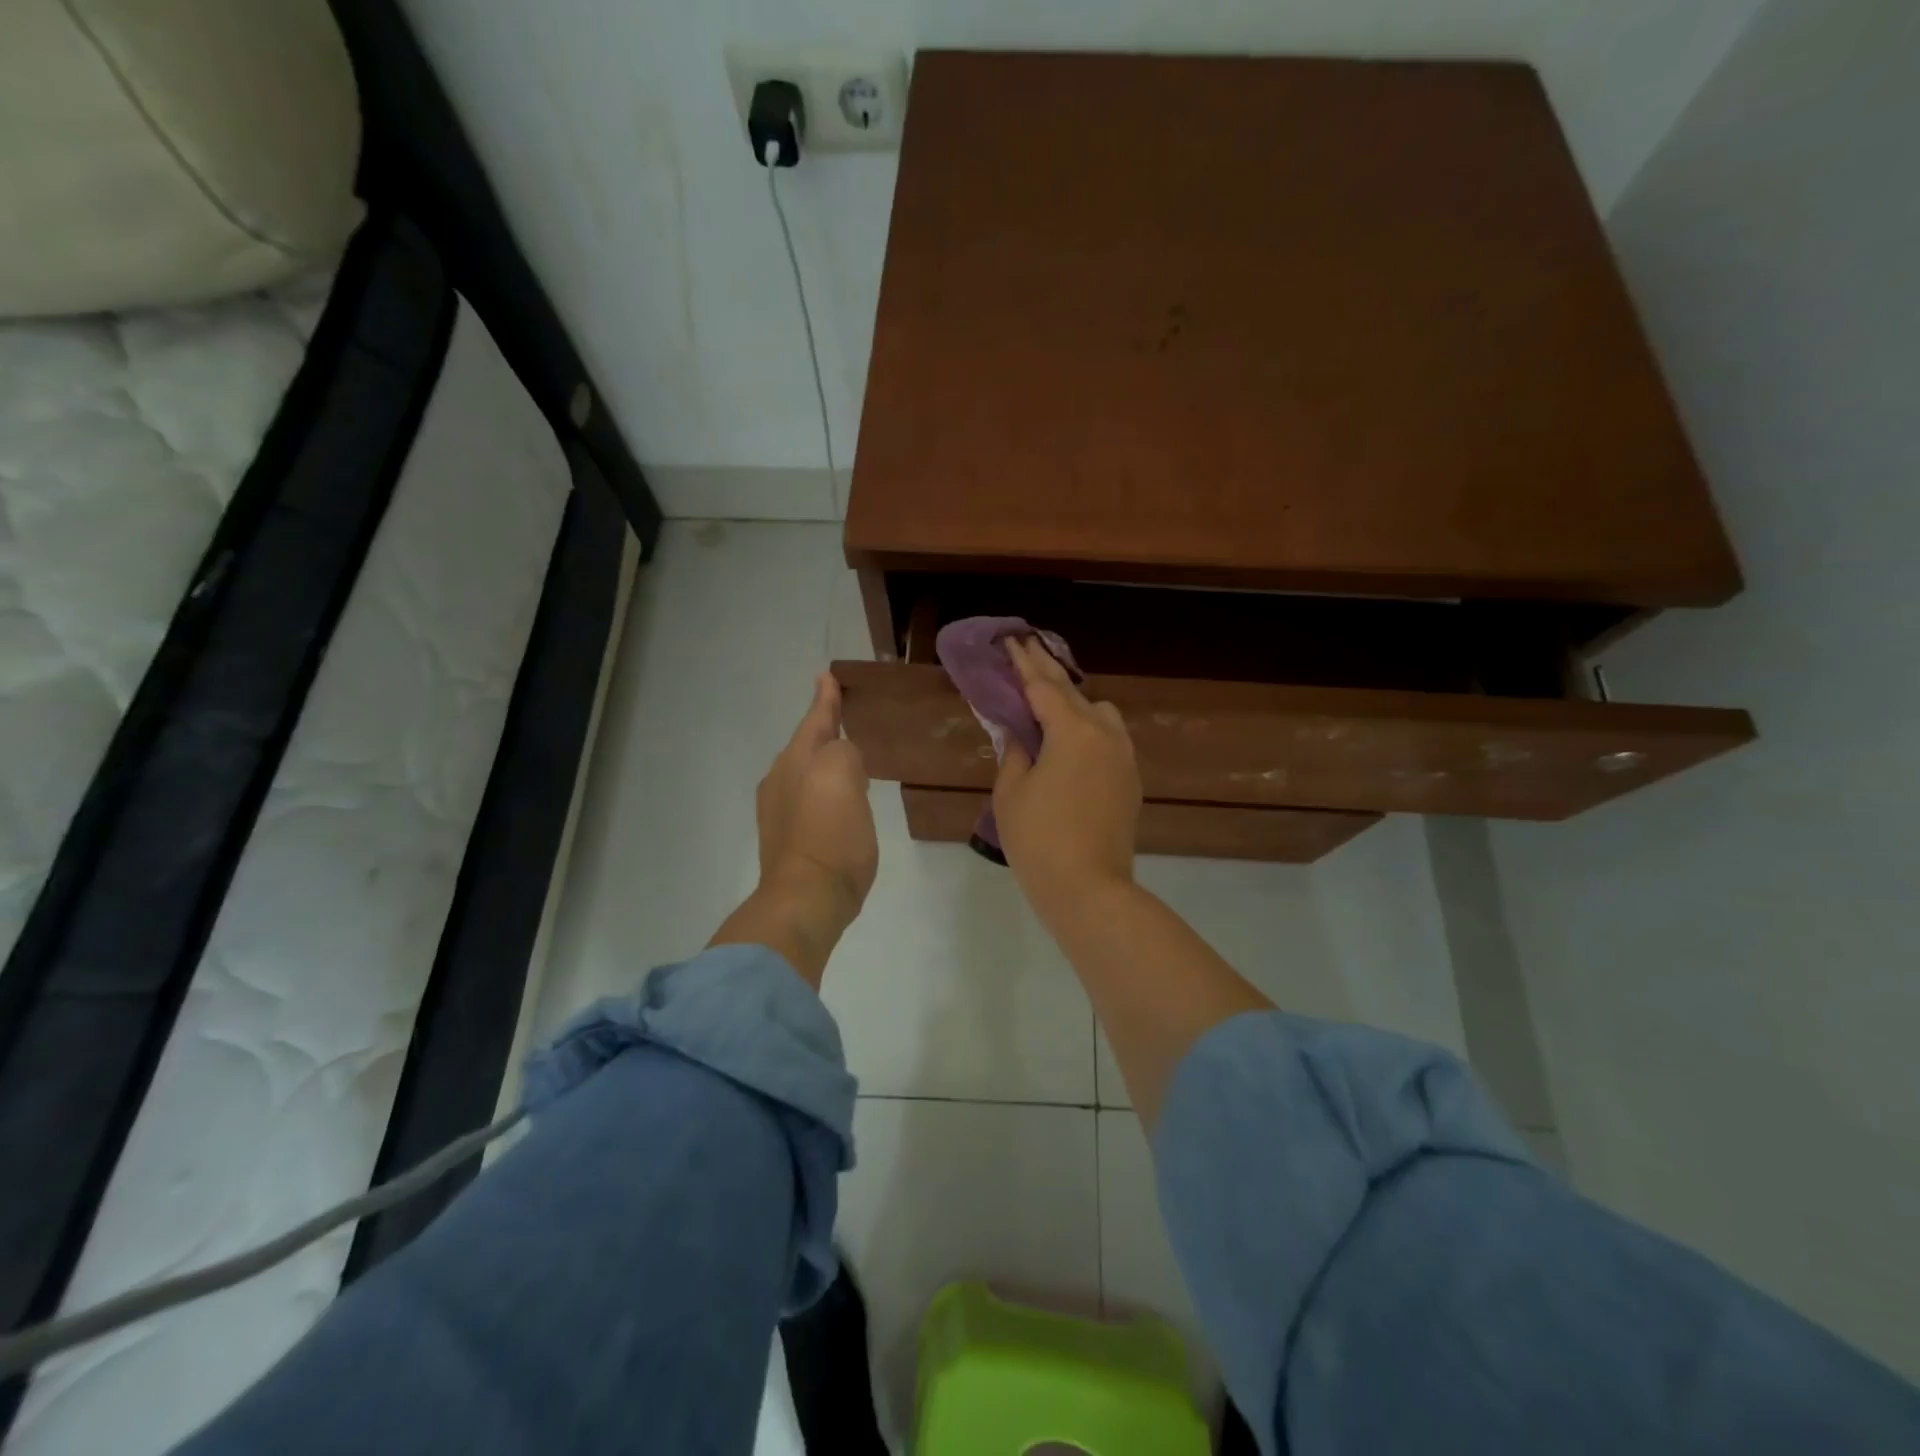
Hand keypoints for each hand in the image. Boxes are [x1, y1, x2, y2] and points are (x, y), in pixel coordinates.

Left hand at [711, 673, 876, 985]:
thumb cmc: (830, 834)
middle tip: (843, 718)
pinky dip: (824, 791)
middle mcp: (781, 780)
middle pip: (807, 745)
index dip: (825, 699)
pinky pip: (809, 800)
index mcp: (796, 760)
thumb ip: (844, 752)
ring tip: (847, 759)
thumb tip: (841, 760)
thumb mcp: (844, 776)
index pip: (816, 720)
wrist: (807, 898)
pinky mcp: (788, 840)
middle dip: (824, 731)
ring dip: (824, 762)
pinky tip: (838, 802)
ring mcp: (780, 812)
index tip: (826, 675)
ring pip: (806, 772)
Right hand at [993, 637, 1140, 918]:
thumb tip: (1020, 732)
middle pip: (1072, 693)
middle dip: (1047, 671)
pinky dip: (1089, 728)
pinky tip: (1072, 741)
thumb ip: (1014, 751)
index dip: (1024, 663)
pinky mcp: (1131, 780)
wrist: (1089, 889)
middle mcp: (1105, 735)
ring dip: (1074, 703)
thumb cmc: (1039, 840)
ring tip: (1049, 705)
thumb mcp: (1011, 792)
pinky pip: (1109, 738)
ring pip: (1100, 714)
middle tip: (1028, 649)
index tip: (1012, 641)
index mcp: (1073, 732)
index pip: (1043, 687)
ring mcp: (1124, 757)